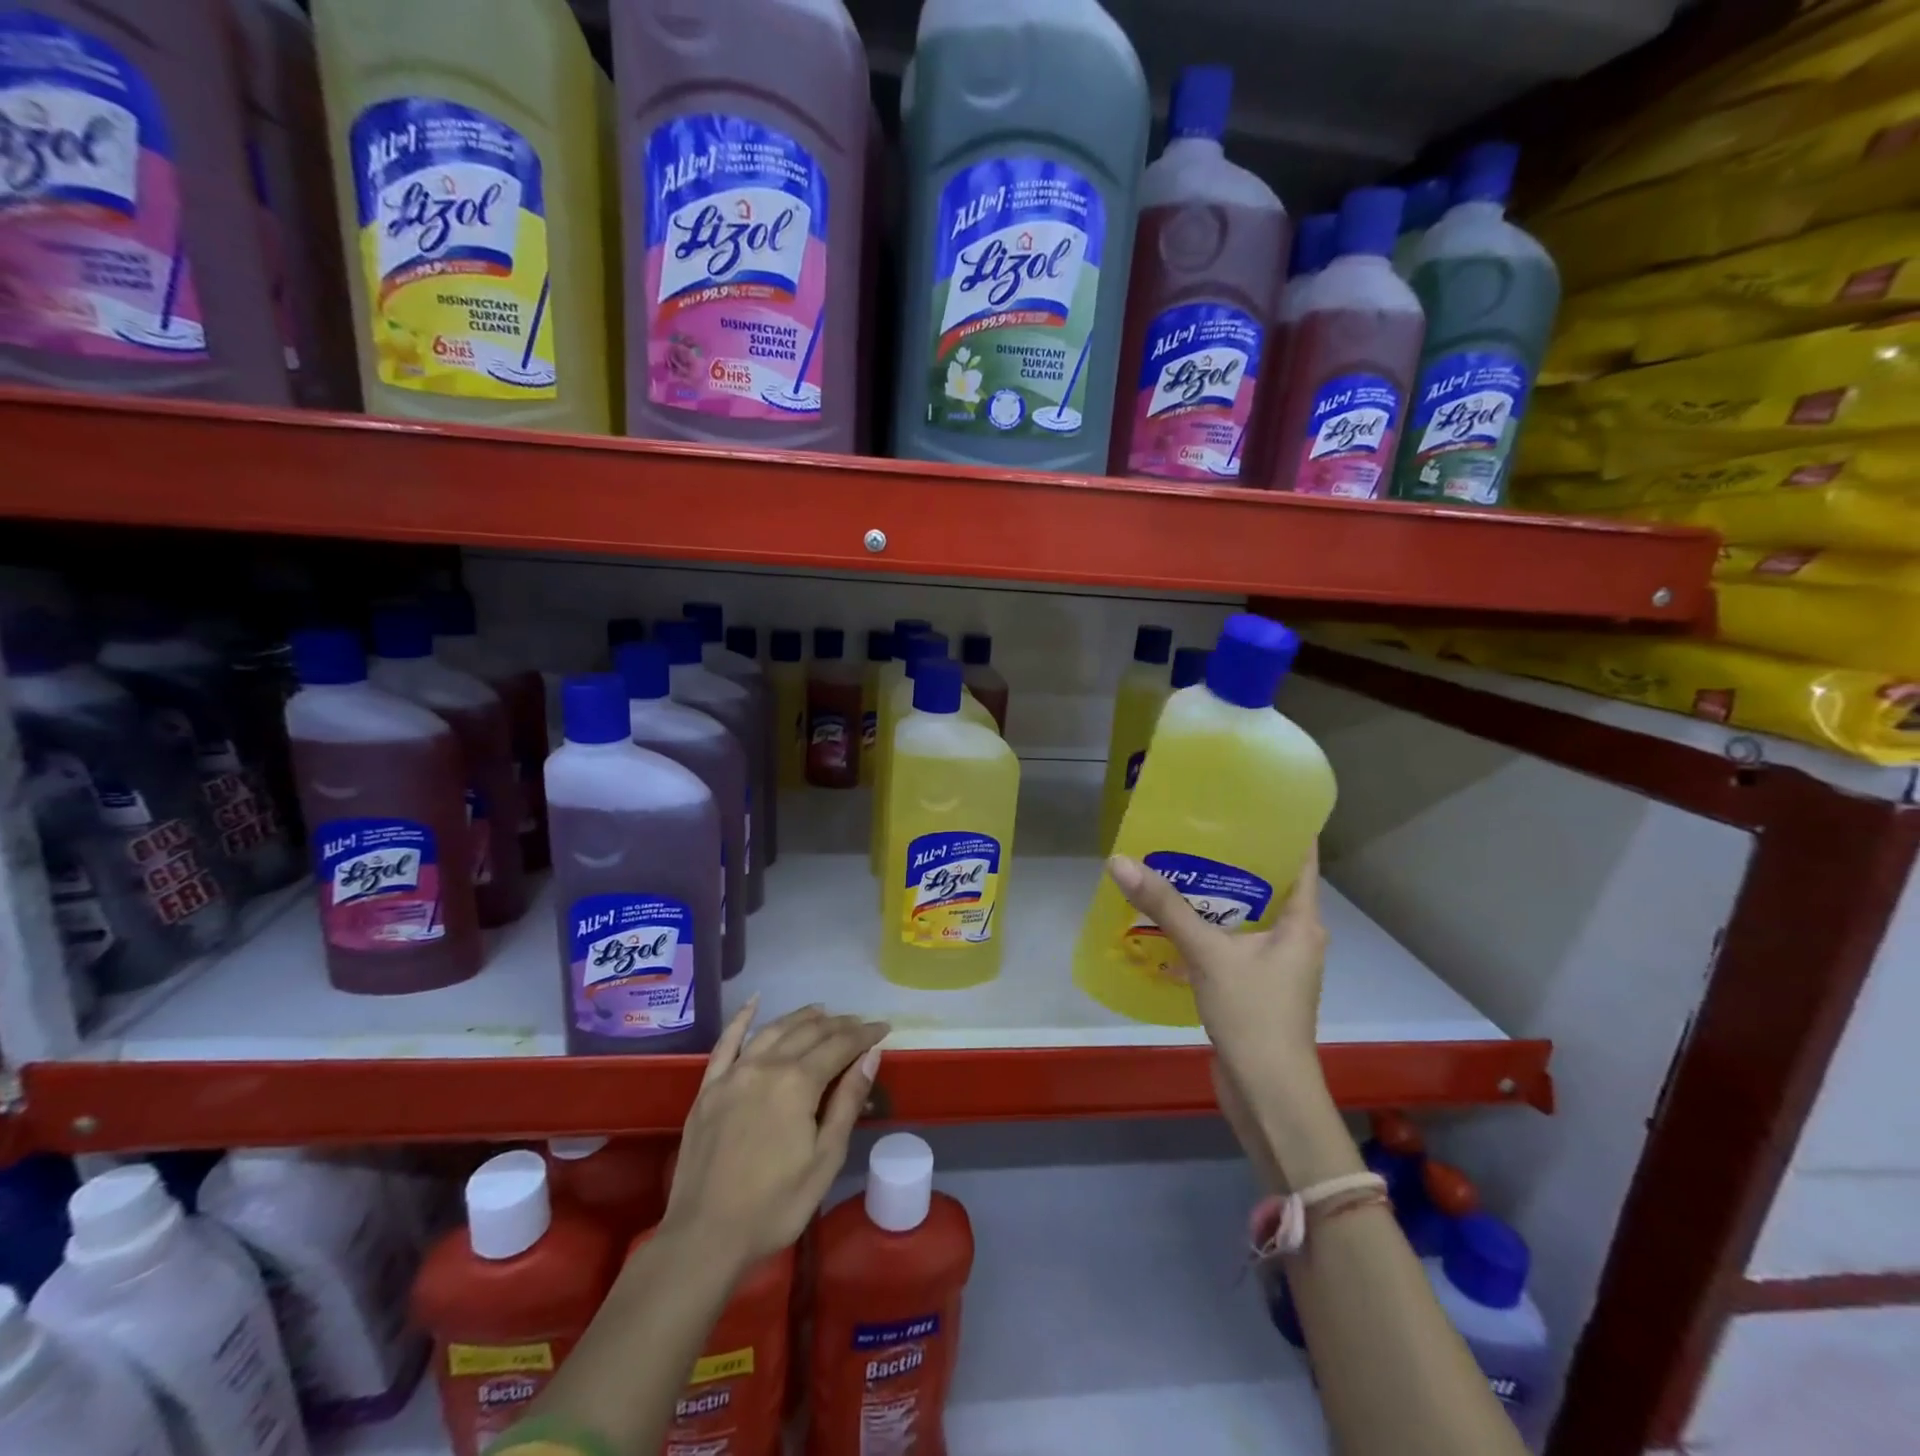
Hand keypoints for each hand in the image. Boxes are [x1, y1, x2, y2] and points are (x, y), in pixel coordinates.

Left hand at [662, 1000, 887, 1267]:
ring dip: (800, 1017)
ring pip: (773, 1030)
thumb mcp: (825, 1159)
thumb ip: (847, 1102)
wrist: (704, 1238)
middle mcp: (766, 1065)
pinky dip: (742, 1019)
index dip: (865, 1034)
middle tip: (858, 1023)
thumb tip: (871, 1056)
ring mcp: (733, 1074)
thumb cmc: (775, 1205)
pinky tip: (753, 1002)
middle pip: (808, 1032)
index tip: (884, 1028)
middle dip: (838, 1024)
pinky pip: (726, 1043)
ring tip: (822, 1011)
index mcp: (797, 1083)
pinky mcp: (708, 1088)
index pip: (840, 1045)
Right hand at [1106, 845, 1328, 1097]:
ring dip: (1216, 896)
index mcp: (1302, 924)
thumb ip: (1165, 908)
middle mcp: (1295, 939)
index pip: (1301, 861)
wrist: (1267, 1095)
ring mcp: (1276, 966)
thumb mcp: (1208, 953)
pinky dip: (1208, 930)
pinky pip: (1232, 944)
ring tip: (1177, 866)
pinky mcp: (1255, 988)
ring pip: (1247, 916)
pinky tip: (1172, 923)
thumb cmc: (1254, 1015)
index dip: (1282, 829)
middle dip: (1234, 858)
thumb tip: (1119, 861)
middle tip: (1196, 828)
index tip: (1251, 802)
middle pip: (1269, 885)